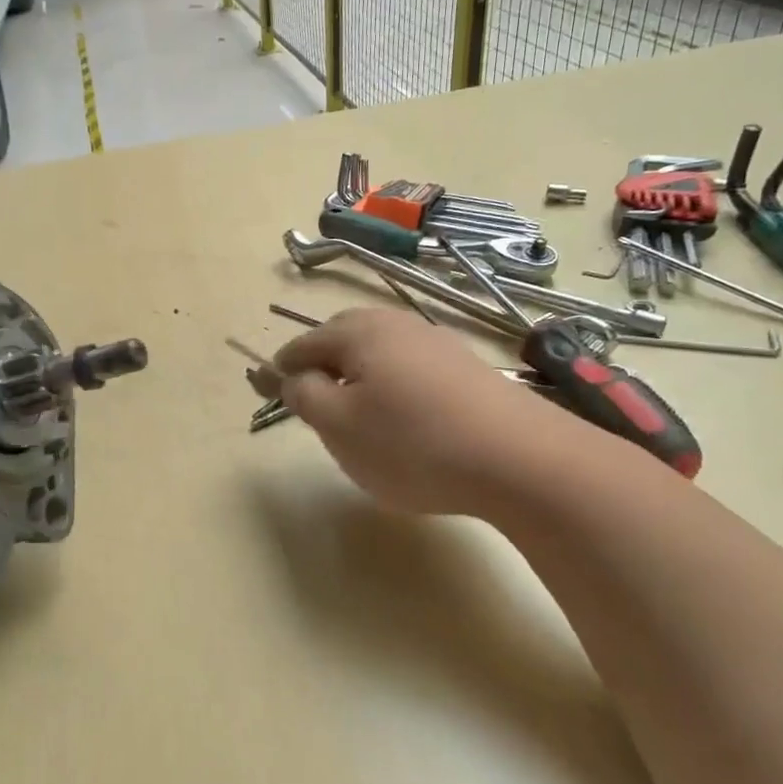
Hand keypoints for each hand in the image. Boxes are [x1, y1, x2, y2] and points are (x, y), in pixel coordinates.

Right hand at [256, 308, 588, 515]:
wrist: (518, 458)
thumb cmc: (411, 443)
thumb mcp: (339, 426)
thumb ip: (304, 395)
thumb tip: (291, 376)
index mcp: (357, 332)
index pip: (302, 346)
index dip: (279, 371)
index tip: (264, 390)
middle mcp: (396, 325)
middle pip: (341, 340)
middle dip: (319, 368)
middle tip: (310, 406)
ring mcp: (435, 343)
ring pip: (378, 355)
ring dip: (356, 378)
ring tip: (355, 417)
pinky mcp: (464, 368)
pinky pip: (409, 370)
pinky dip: (391, 388)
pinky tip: (402, 420)